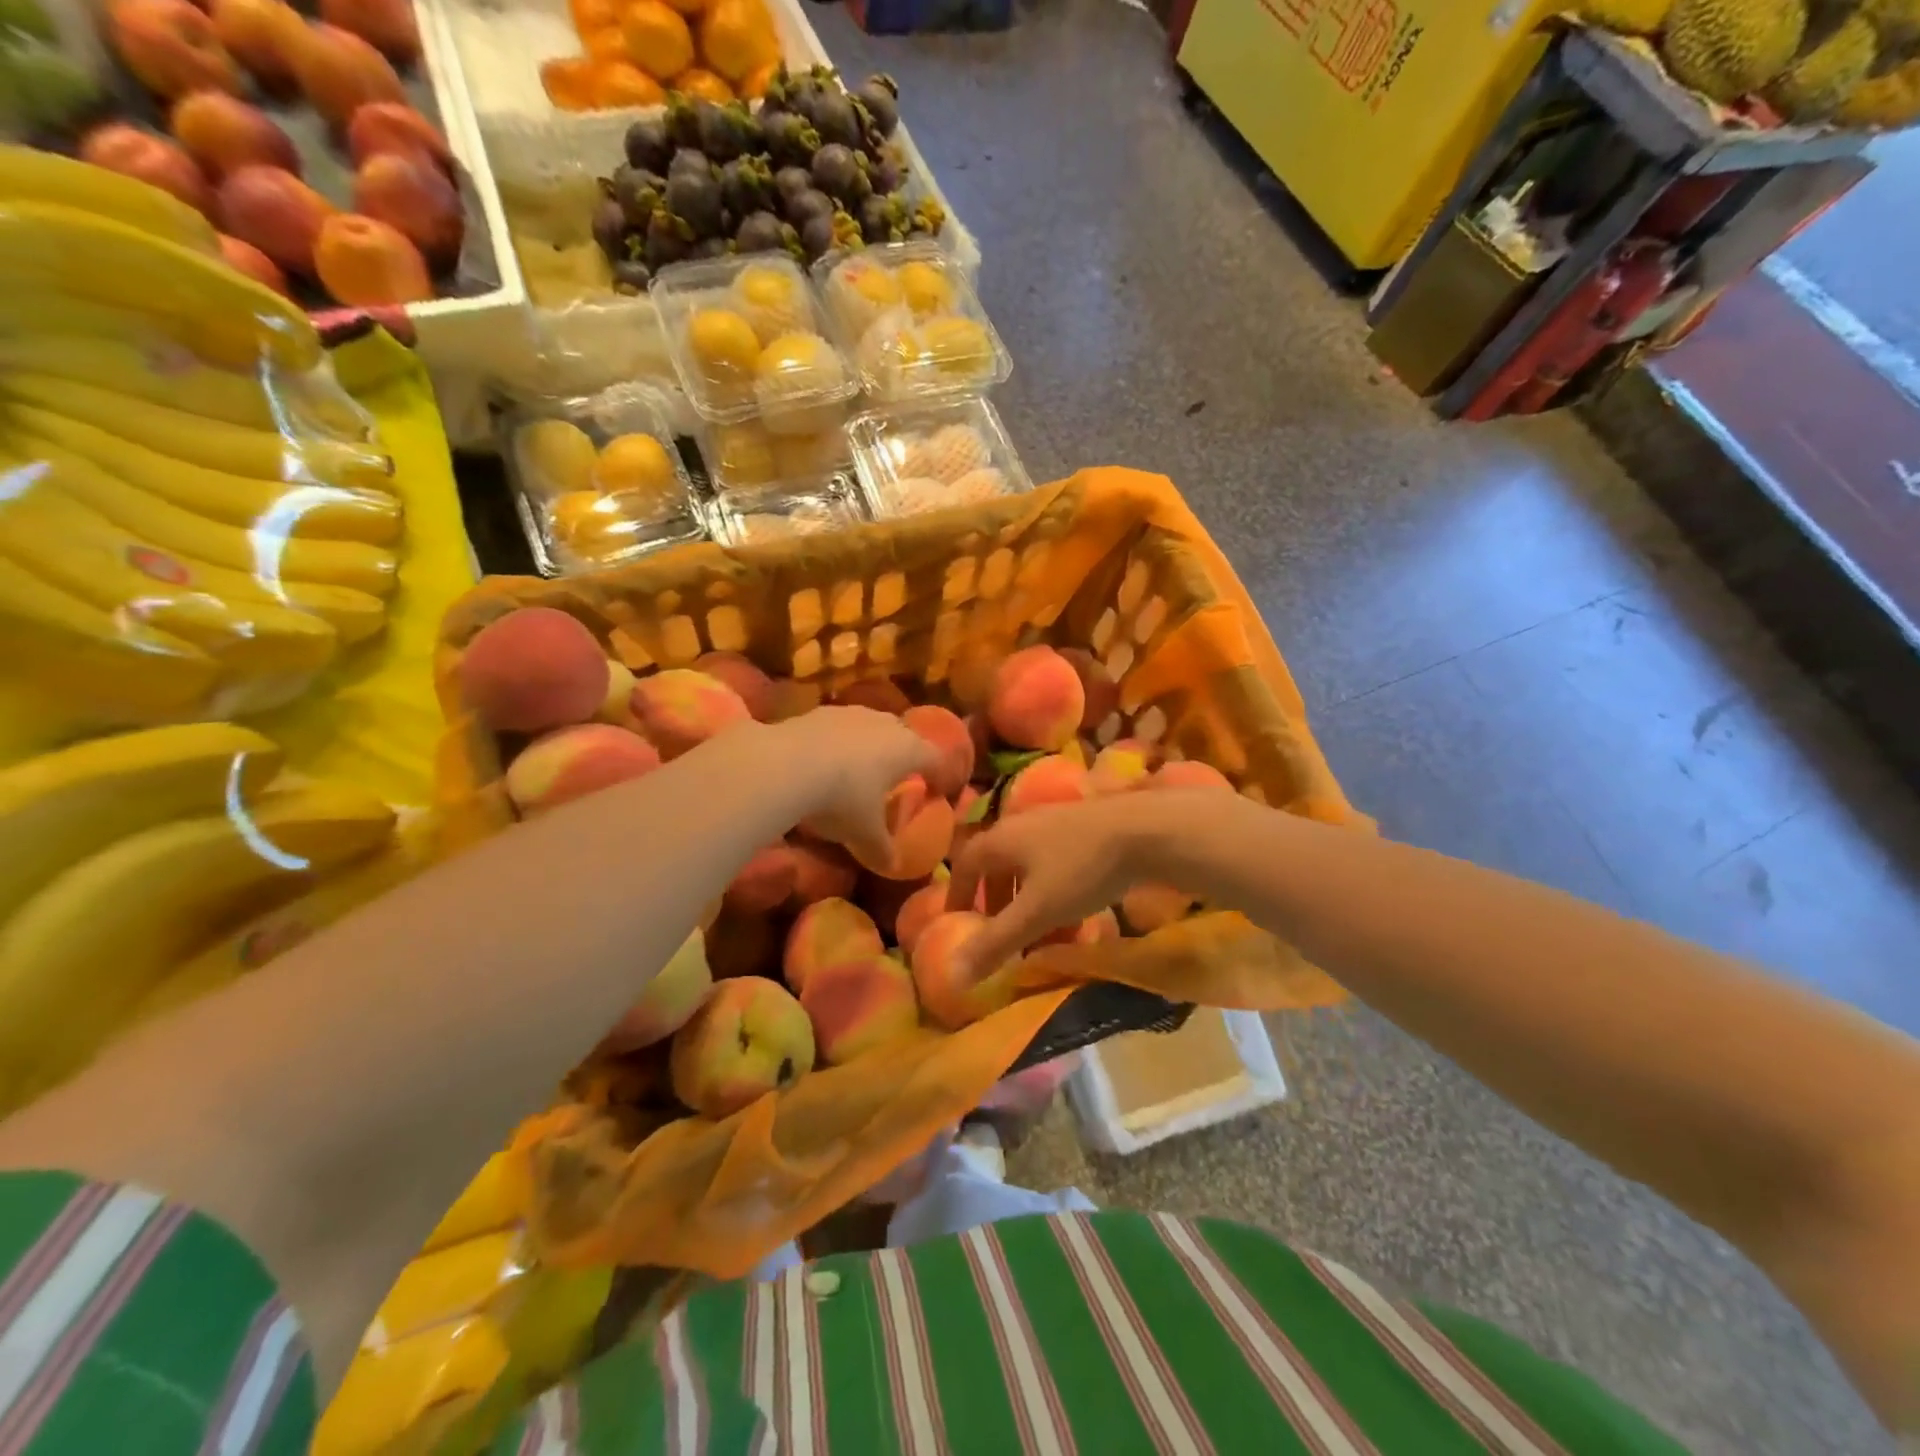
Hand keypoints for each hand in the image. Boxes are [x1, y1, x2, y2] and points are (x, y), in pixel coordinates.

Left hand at [772, 707, 938, 867]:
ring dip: (868, 745)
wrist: (787, 764)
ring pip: (870, 727)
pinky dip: (838, 742)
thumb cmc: (842, 799)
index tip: (934, 790)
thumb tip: (892, 865)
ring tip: (856, 770)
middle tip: (894, 780)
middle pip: (904, 736)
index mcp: (908, 750)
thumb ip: (882, 849)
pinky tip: (823, 762)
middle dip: (902, 756)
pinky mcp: (819, 711)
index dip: (939, 774)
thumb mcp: (865, 834)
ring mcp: (852, 713)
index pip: (936, 758)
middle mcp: (886, 724)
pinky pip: (839, 727)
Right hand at [945, 792, 1206, 981]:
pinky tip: (1078, 919)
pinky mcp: (1086, 830)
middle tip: (1001, 937)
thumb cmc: (1081, 869)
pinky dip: (1057, 894)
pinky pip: (1058, 865)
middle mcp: (1023, 825)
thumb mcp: (1036, 912)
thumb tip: (953, 975)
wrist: (1146, 830)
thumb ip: (996, 943)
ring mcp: (1056, 824)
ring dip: (1030, 904)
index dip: (957, 894)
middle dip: (997, 904)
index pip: (965, 864)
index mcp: (1002, 839)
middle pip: (999, 866)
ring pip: (1031, 868)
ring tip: (1043, 938)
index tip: (957, 922)